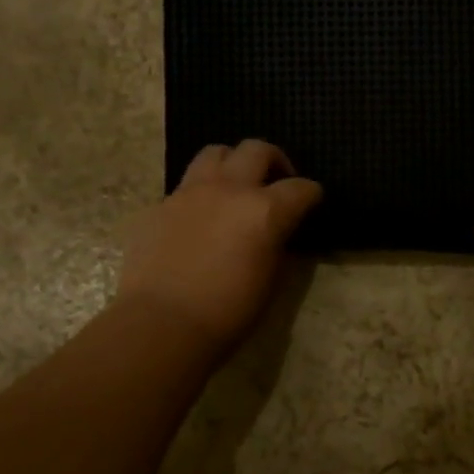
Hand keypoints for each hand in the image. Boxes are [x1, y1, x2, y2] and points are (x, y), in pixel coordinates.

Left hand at [117, 140, 321, 353]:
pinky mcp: (161, 205)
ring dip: (232, 162)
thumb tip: (277, 234)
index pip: (301, 188)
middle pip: (257, 150)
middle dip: (275, 161)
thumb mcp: (270, 283)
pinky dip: (202, 191)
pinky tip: (202, 217)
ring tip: (235, 185)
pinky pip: (186, 184)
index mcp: (264, 211)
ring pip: (215, 152)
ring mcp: (190, 192)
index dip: (311, 194)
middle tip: (277, 181)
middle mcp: (229, 189)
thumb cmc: (227, 313)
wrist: (161, 323)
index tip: (312, 202)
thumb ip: (277, 247)